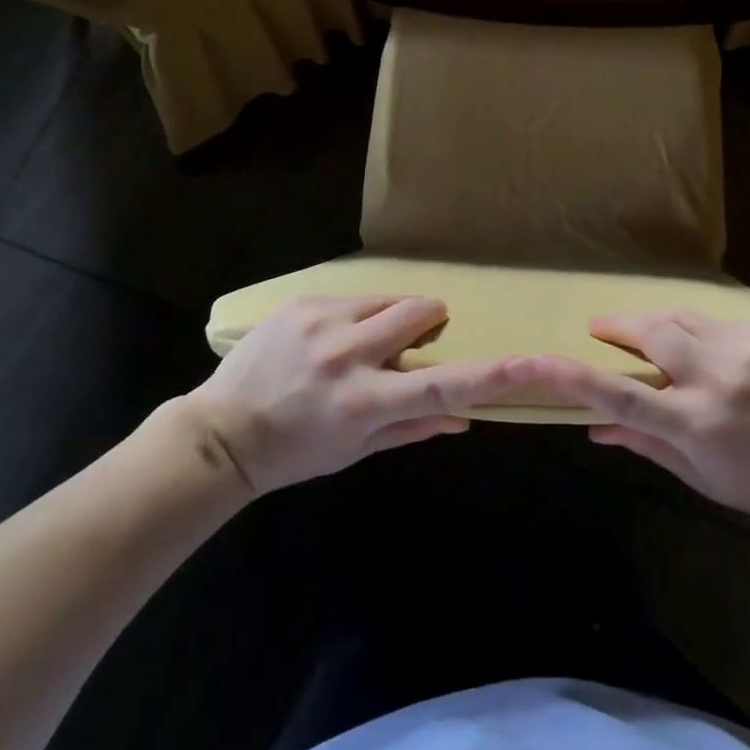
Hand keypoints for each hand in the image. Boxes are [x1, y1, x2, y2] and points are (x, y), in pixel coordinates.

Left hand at [187, 295, 528, 494]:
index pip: (440, 386)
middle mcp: (347, 354)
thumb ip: (412, 428)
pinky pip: (353, 297)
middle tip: (412, 343)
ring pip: (388, 299)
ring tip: (362, 344)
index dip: (488, 375)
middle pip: (419, 312)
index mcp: (364, 403)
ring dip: (391, 317)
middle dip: (429, 321)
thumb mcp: (355, 450)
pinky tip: (328, 341)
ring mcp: (321, 321)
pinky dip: (357, 315)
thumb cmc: (296, 451)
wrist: (222, 432)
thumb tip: (464, 417)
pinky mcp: (302, 302)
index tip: (528, 362)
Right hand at [528, 310, 749, 534]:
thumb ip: (645, 444)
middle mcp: (717, 380)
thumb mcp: (699, 476)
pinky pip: (718, 323)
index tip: (541, 359)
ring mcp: (747, 350)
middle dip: (619, 326)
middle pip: (651, 334)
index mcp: (696, 425)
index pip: (622, 396)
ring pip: (682, 319)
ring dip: (659, 325)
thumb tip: (593, 426)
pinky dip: (702, 333)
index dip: (576, 376)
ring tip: (650, 336)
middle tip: (601, 328)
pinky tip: (709, 351)